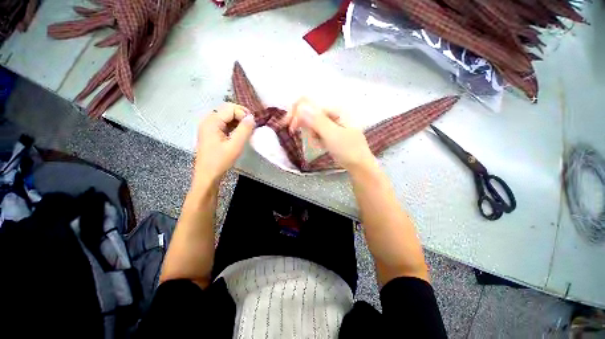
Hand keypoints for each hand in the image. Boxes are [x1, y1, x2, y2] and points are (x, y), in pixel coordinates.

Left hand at [194, 103, 255, 184]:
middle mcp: (208, 120)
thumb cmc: (221, 160)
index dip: (243, 114)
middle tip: (252, 125)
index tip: (253, 124)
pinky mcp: (210, 133)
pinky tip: (239, 133)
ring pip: (225, 116)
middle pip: (226, 109)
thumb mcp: (235, 145)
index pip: (230, 109)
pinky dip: (233, 125)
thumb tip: (252, 117)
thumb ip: (244, 129)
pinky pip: (223, 123)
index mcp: (212, 122)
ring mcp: (208, 126)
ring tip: (247, 129)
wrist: (208, 175)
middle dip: (241, 115)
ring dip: (238, 120)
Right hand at [289, 98, 376, 171]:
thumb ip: (317, 121)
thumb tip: (301, 106)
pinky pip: (316, 130)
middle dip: (304, 125)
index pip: (309, 104)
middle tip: (301, 137)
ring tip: (317, 145)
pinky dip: (315, 138)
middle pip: (309, 112)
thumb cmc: (348, 150)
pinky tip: (319, 145)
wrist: (359, 165)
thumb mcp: (332, 136)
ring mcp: (332, 121)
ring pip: (311, 123)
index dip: (297, 113)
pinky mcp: (331, 130)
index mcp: (335, 109)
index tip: (290, 128)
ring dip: (310, 134)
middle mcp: (332, 112)